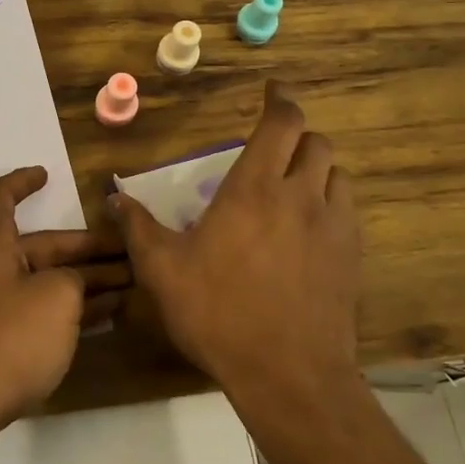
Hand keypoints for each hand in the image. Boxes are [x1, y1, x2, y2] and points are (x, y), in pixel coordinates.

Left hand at [0, 168, 126, 456]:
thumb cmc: (6, 340)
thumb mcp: (55, 299)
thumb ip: (73, 280)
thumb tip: (73, 283)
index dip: (21, 181)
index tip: (46, 175)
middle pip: (38, 246)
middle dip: (84, 249)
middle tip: (130, 253)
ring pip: (41, 281)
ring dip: (83, 281)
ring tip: (128, 286)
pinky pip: (35, 312)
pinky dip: (66, 310)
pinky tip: (101, 319)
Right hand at [111, 83, 361, 407]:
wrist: (289, 374)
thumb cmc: (219, 313)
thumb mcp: (162, 271)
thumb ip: (137, 228)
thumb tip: (113, 198)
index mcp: (254, 188)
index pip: (281, 123)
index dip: (280, 99)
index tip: (271, 89)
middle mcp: (300, 196)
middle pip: (316, 142)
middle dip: (296, 135)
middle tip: (272, 147)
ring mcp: (333, 226)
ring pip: (337, 174)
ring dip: (317, 168)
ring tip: (292, 184)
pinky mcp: (352, 257)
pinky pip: (347, 210)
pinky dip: (330, 201)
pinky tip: (309, 227)